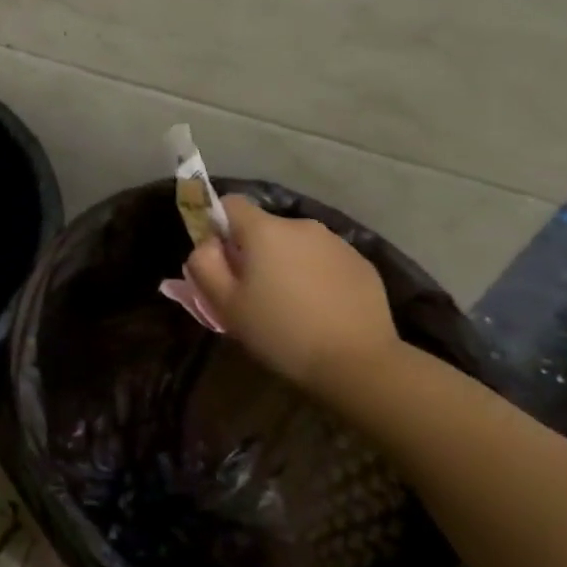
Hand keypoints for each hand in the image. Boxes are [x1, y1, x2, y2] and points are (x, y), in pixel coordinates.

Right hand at [185, 195, 403, 396]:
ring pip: (297, 244)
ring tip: (290, 303)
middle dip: (254, 251)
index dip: (219, 226)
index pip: (230, 204)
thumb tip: (207, 244)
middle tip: (253, 292)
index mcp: (265, 230)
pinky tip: (320, 309)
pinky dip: (316, 275)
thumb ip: (204, 265)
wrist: (358, 362)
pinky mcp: (361, 263)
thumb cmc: (281, 331)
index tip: (221, 259)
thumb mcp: (225, 305)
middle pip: (265, 227)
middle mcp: (301, 225)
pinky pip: (325, 260)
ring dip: (287, 263)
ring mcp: (336, 242)